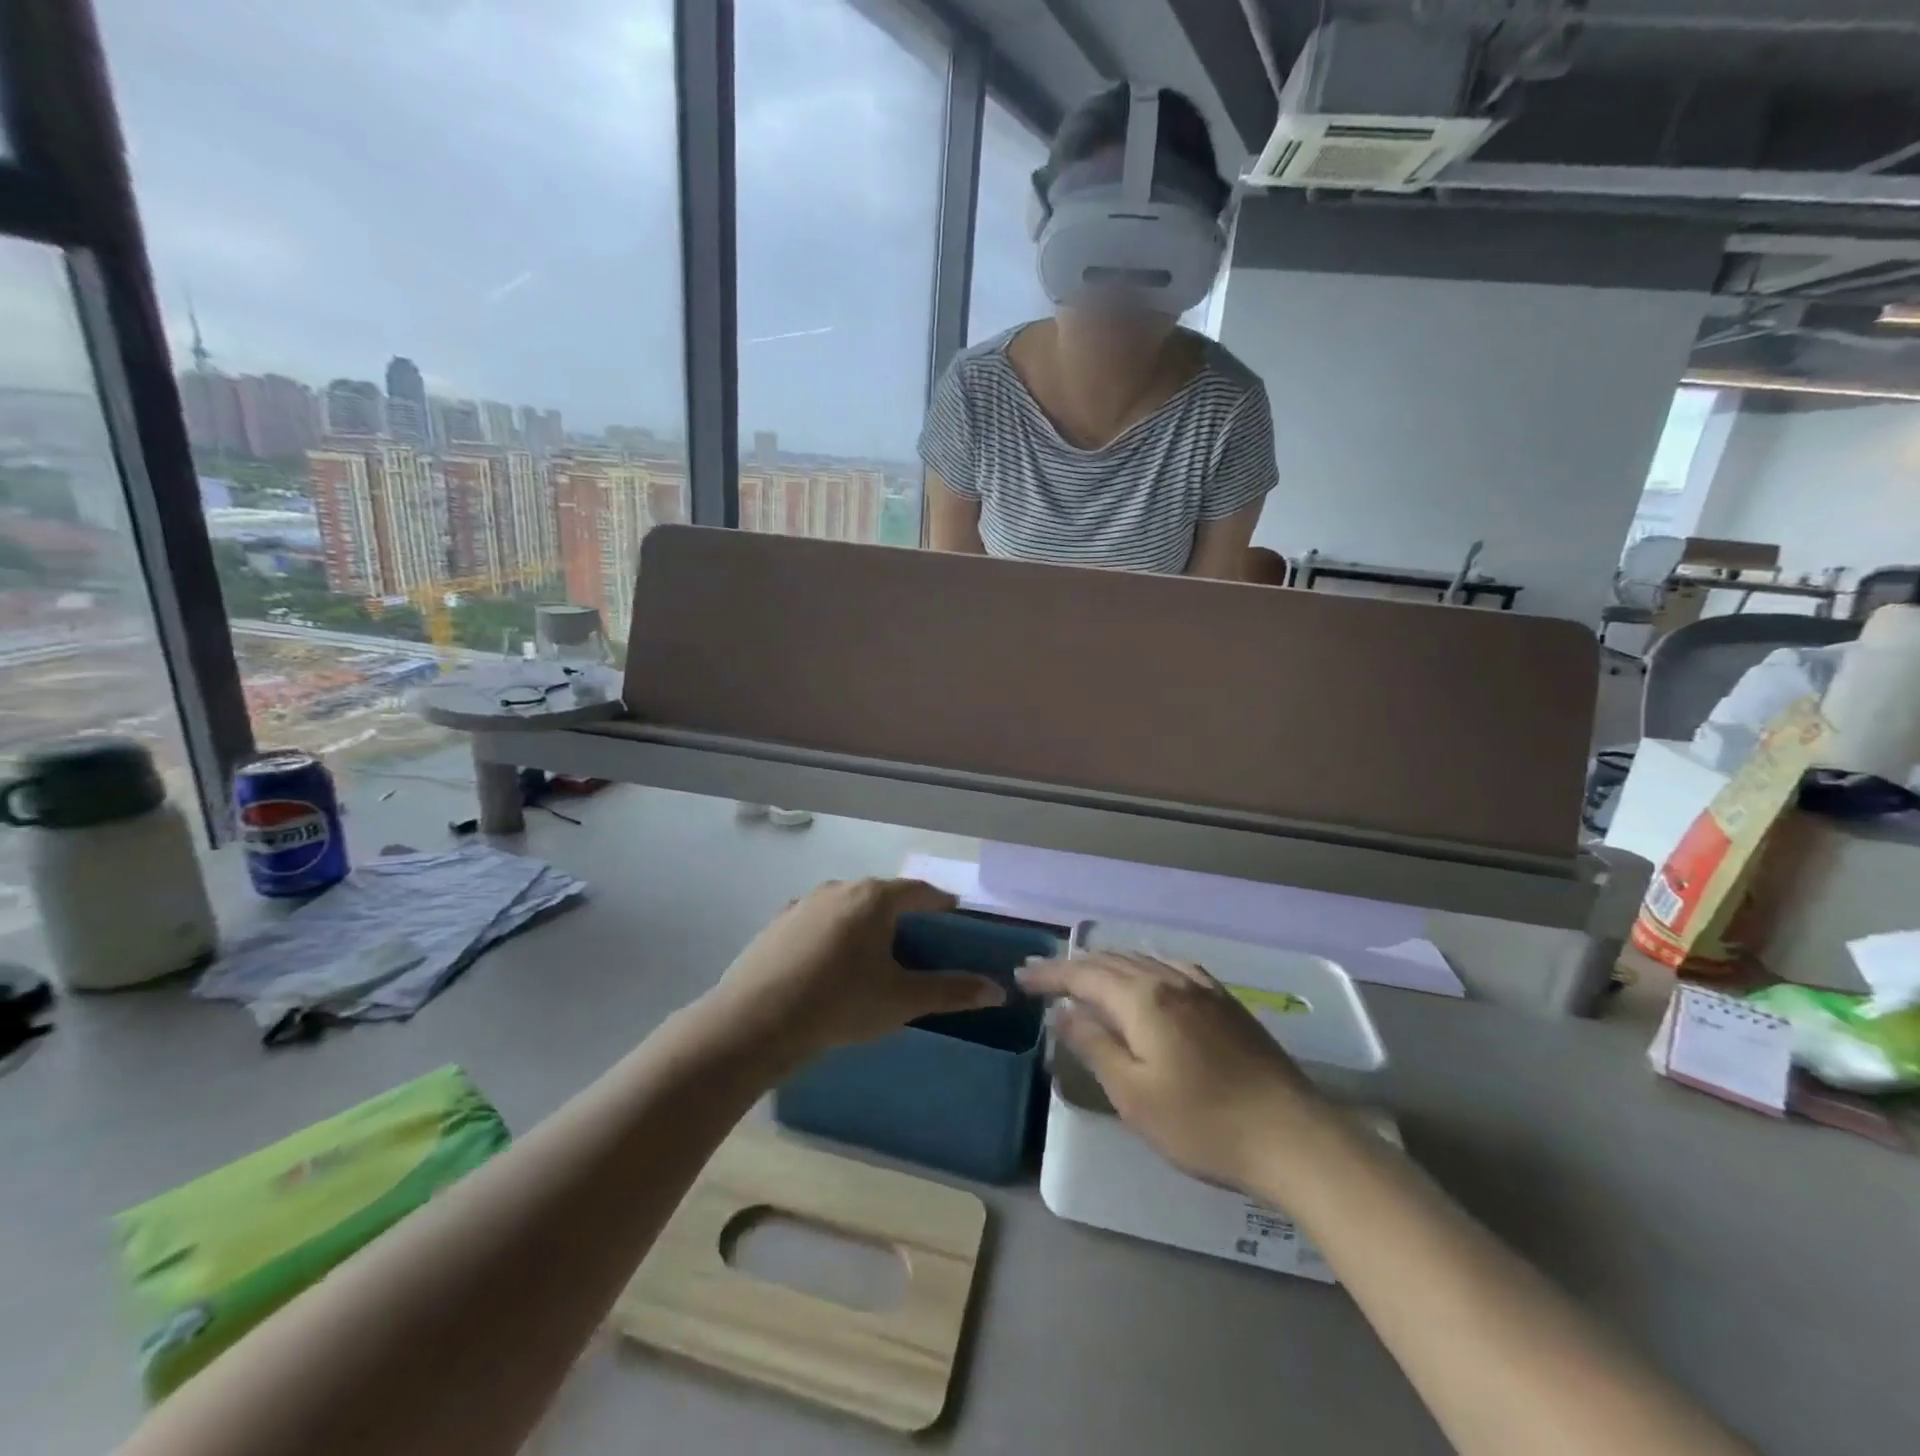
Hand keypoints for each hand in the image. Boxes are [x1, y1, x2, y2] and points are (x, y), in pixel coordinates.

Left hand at [705, 878, 1004, 1065]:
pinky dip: (832, 933)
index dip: (940, 903)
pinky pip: (817, 920)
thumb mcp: (902, 1000)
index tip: (953, 917)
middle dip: (903, 914)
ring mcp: (804, 902)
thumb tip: (997, 990)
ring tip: (873, 954)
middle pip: (882, 895)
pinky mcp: (778, 922)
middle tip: (917, 942)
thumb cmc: (839, 1004)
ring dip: (865, 922)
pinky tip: (829, 963)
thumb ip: (951, 991)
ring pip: (847, 905)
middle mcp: (840, 888)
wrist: (755, 1021)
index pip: (919, 891)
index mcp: (875, 898)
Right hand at [1017, 952, 1327, 1192]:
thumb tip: (1063, 1011)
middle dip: (1072, 967)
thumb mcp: (1134, 1095)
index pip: (1084, 976)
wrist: (1293, 1137)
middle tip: (1042, 976)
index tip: (1021, 977)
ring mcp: (1202, 988)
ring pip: (1141, 961)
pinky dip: (1144, 966)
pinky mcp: (1225, 1002)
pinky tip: (1147, 976)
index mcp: (1143, 1000)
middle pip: (1111, 962)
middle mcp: (1170, 980)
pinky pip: (1172, 967)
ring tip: (1084, 975)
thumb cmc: (1204, 1124)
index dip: (1050, 974)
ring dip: (1106, 965)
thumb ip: (1094, 1046)